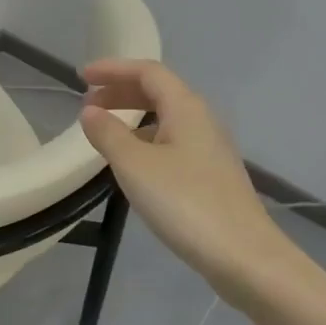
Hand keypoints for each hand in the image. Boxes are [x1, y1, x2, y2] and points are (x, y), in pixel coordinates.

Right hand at [79, 60, 296, 306]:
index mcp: (186, 108)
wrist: (243, 255)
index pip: (148, 72)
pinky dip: (146, 140)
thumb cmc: (185, 203)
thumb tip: (91, 112)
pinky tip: (132, 164)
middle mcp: (202, 121)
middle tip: (88, 103)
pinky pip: (173, 142)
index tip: (82, 76)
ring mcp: (210, 149)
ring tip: (104, 132)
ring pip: (166, 119)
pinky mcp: (211, 176)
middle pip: (159, 92)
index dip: (114, 69)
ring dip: (133, 117)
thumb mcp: (135, 166)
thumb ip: (109, 134)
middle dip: (122, 92)